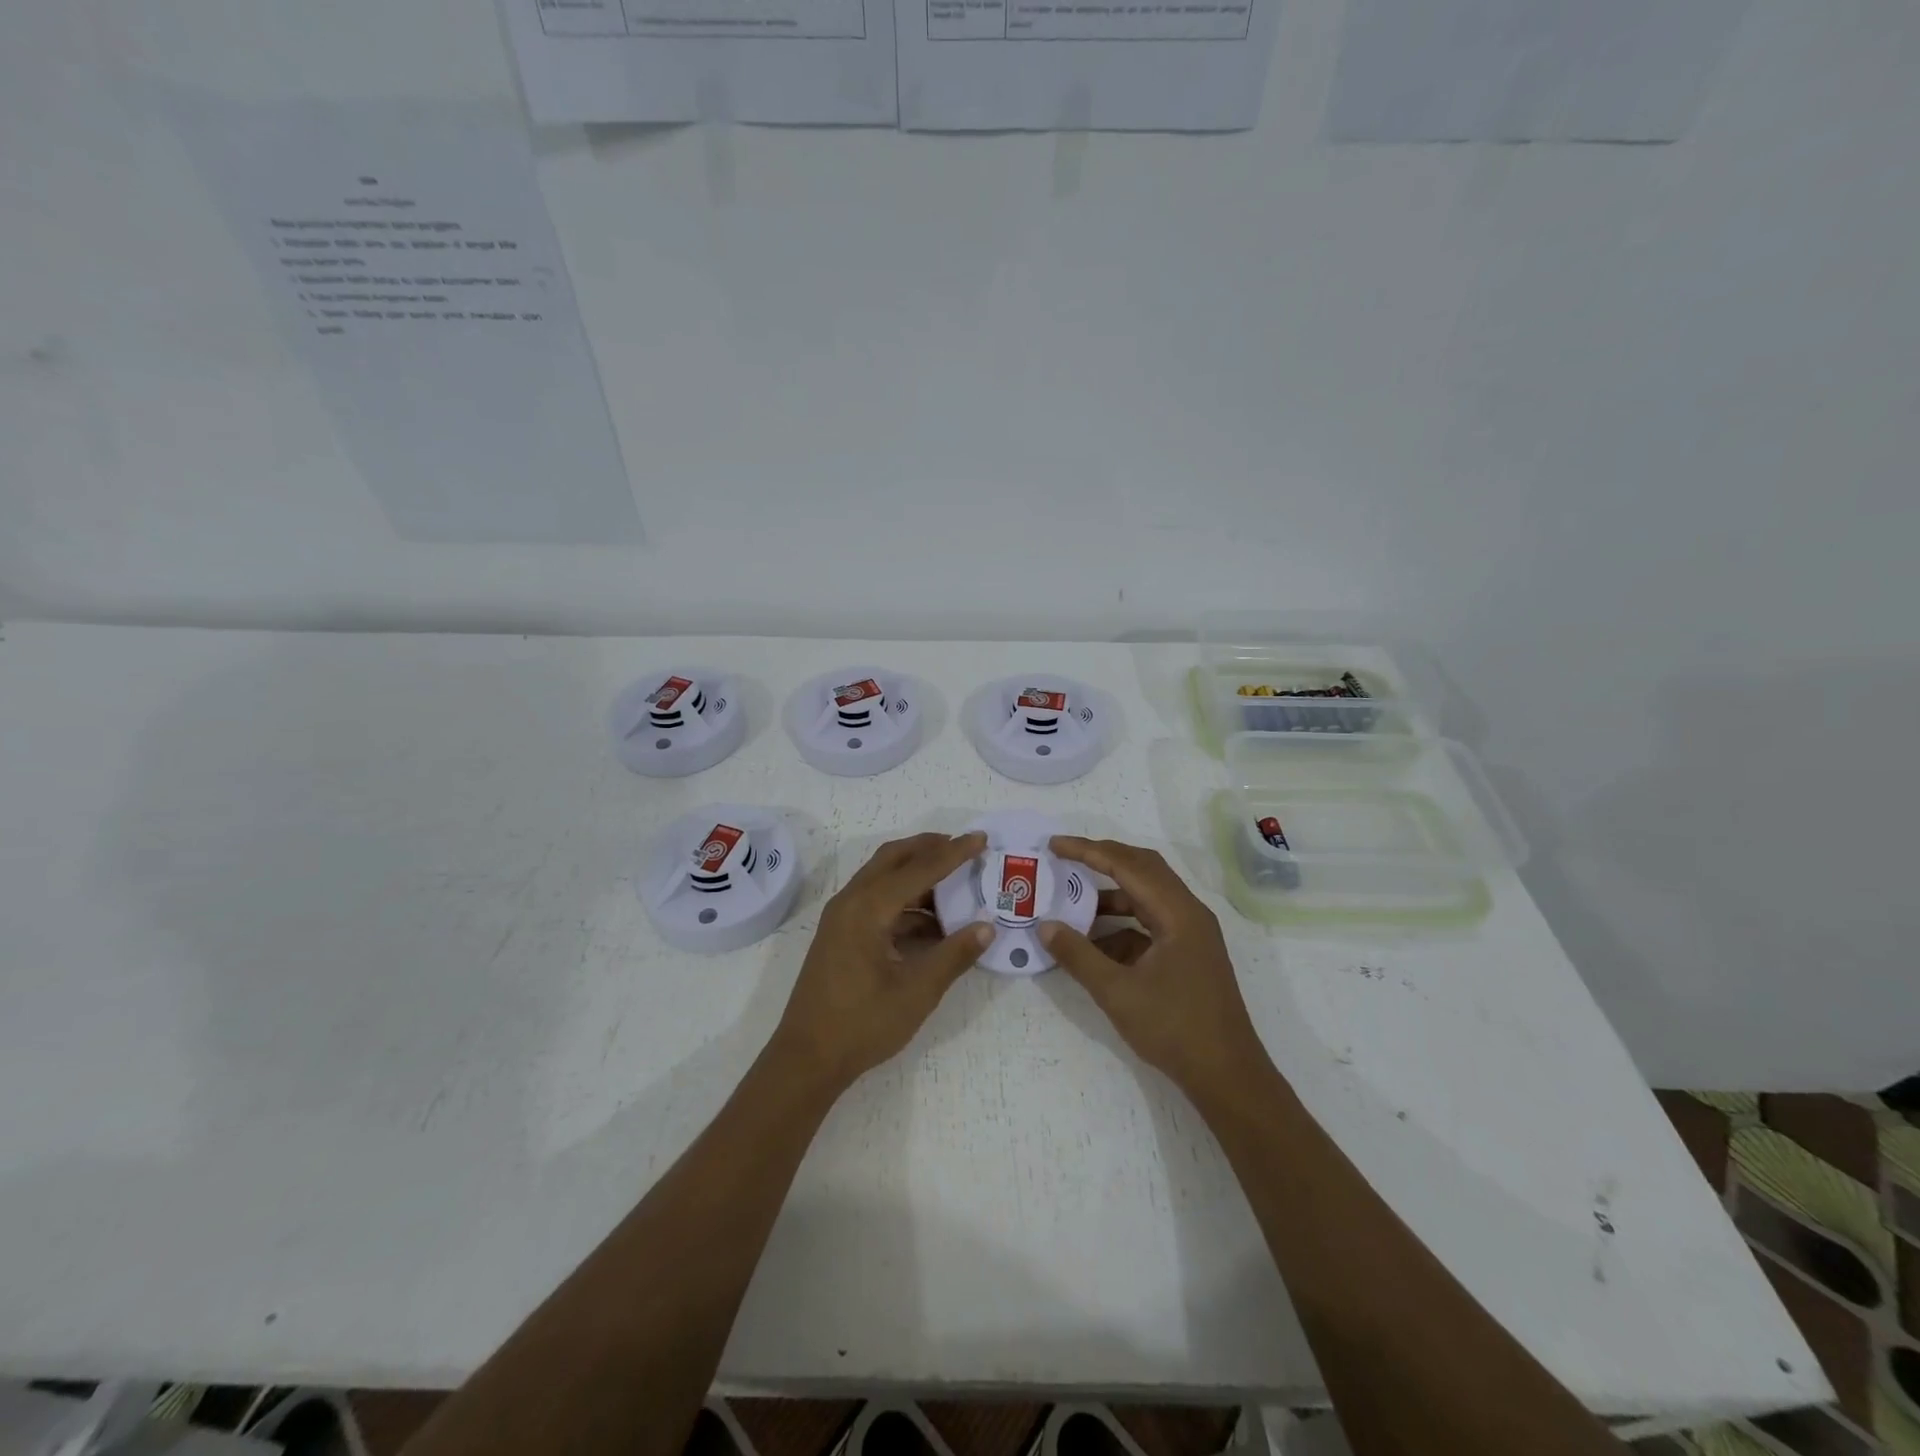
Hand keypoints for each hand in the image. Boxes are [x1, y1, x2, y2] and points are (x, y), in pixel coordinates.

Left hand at [768, 832, 993, 1096]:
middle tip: (964, 848)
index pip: (919, 868)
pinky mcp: (841, 934)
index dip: (953, 853)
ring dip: (917, 874)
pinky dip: (905, 901)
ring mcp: (842, 917)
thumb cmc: (862, 1024)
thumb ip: (953, 955)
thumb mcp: (917, 992)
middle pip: (894, 859)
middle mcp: (851, 901)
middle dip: (929, 848)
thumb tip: (986, 927)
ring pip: (883, 878)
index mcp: (867, 908)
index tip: (981, 839)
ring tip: (955, 884)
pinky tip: (932, 923)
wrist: (807, 1059)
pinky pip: (876, 901)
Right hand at [1041, 836, 1270, 1100]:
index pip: (1127, 866)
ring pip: (1147, 897)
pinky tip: (1094, 945)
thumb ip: (1078, 955)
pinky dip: (1121, 926)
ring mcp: (1191, 934)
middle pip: (1142, 869)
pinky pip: (1150, 924)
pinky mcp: (1188, 953)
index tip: (1054, 846)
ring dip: (1111, 897)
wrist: (1227, 1076)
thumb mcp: (1117, 992)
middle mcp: (1188, 913)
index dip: (1088, 851)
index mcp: (1178, 913)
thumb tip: (1045, 926)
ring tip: (1072, 904)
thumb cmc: (1174, 1029)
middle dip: (1102, 860)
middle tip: (1065, 858)